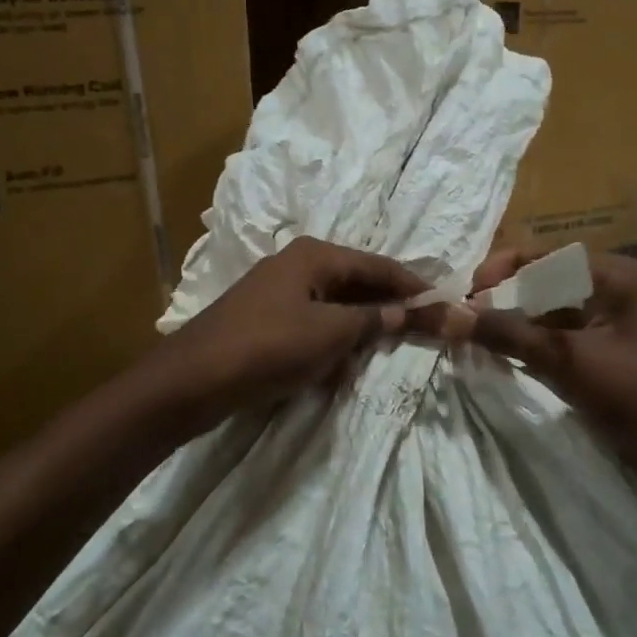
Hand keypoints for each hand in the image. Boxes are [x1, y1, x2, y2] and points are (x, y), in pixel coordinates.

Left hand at [146, 237, 426, 434]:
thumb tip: (409, 312)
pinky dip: (332, 341)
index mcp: (314, 255)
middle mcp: (296, 265)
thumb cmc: (269, 346)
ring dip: (360, 327)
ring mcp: (277, 293)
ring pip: (334, 306)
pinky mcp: (265, 322)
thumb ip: (374, 320)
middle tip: (422, 328)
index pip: (378, 265)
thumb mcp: (331, 333)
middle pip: (356, 282)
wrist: (193, 380)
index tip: (443, 304)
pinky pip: (312, 325)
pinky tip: (342, 366)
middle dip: (387, 306)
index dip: (412, 285)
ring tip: (388, 348)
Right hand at [415, 247, 636, 514]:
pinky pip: (554, 339)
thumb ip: (509, 335)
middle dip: (501, 299)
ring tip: (470, 339)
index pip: (543, 256)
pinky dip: (526, 346)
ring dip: (510, 324)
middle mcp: (609, 290)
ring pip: (544, 312)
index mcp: (614, 275)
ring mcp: (605, 324)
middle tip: (461, 321)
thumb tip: (448, 315)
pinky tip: (498, 357)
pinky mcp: (599, 354)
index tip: (464, 298)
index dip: (500, 271)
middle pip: (541, 282)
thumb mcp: (570, 362)